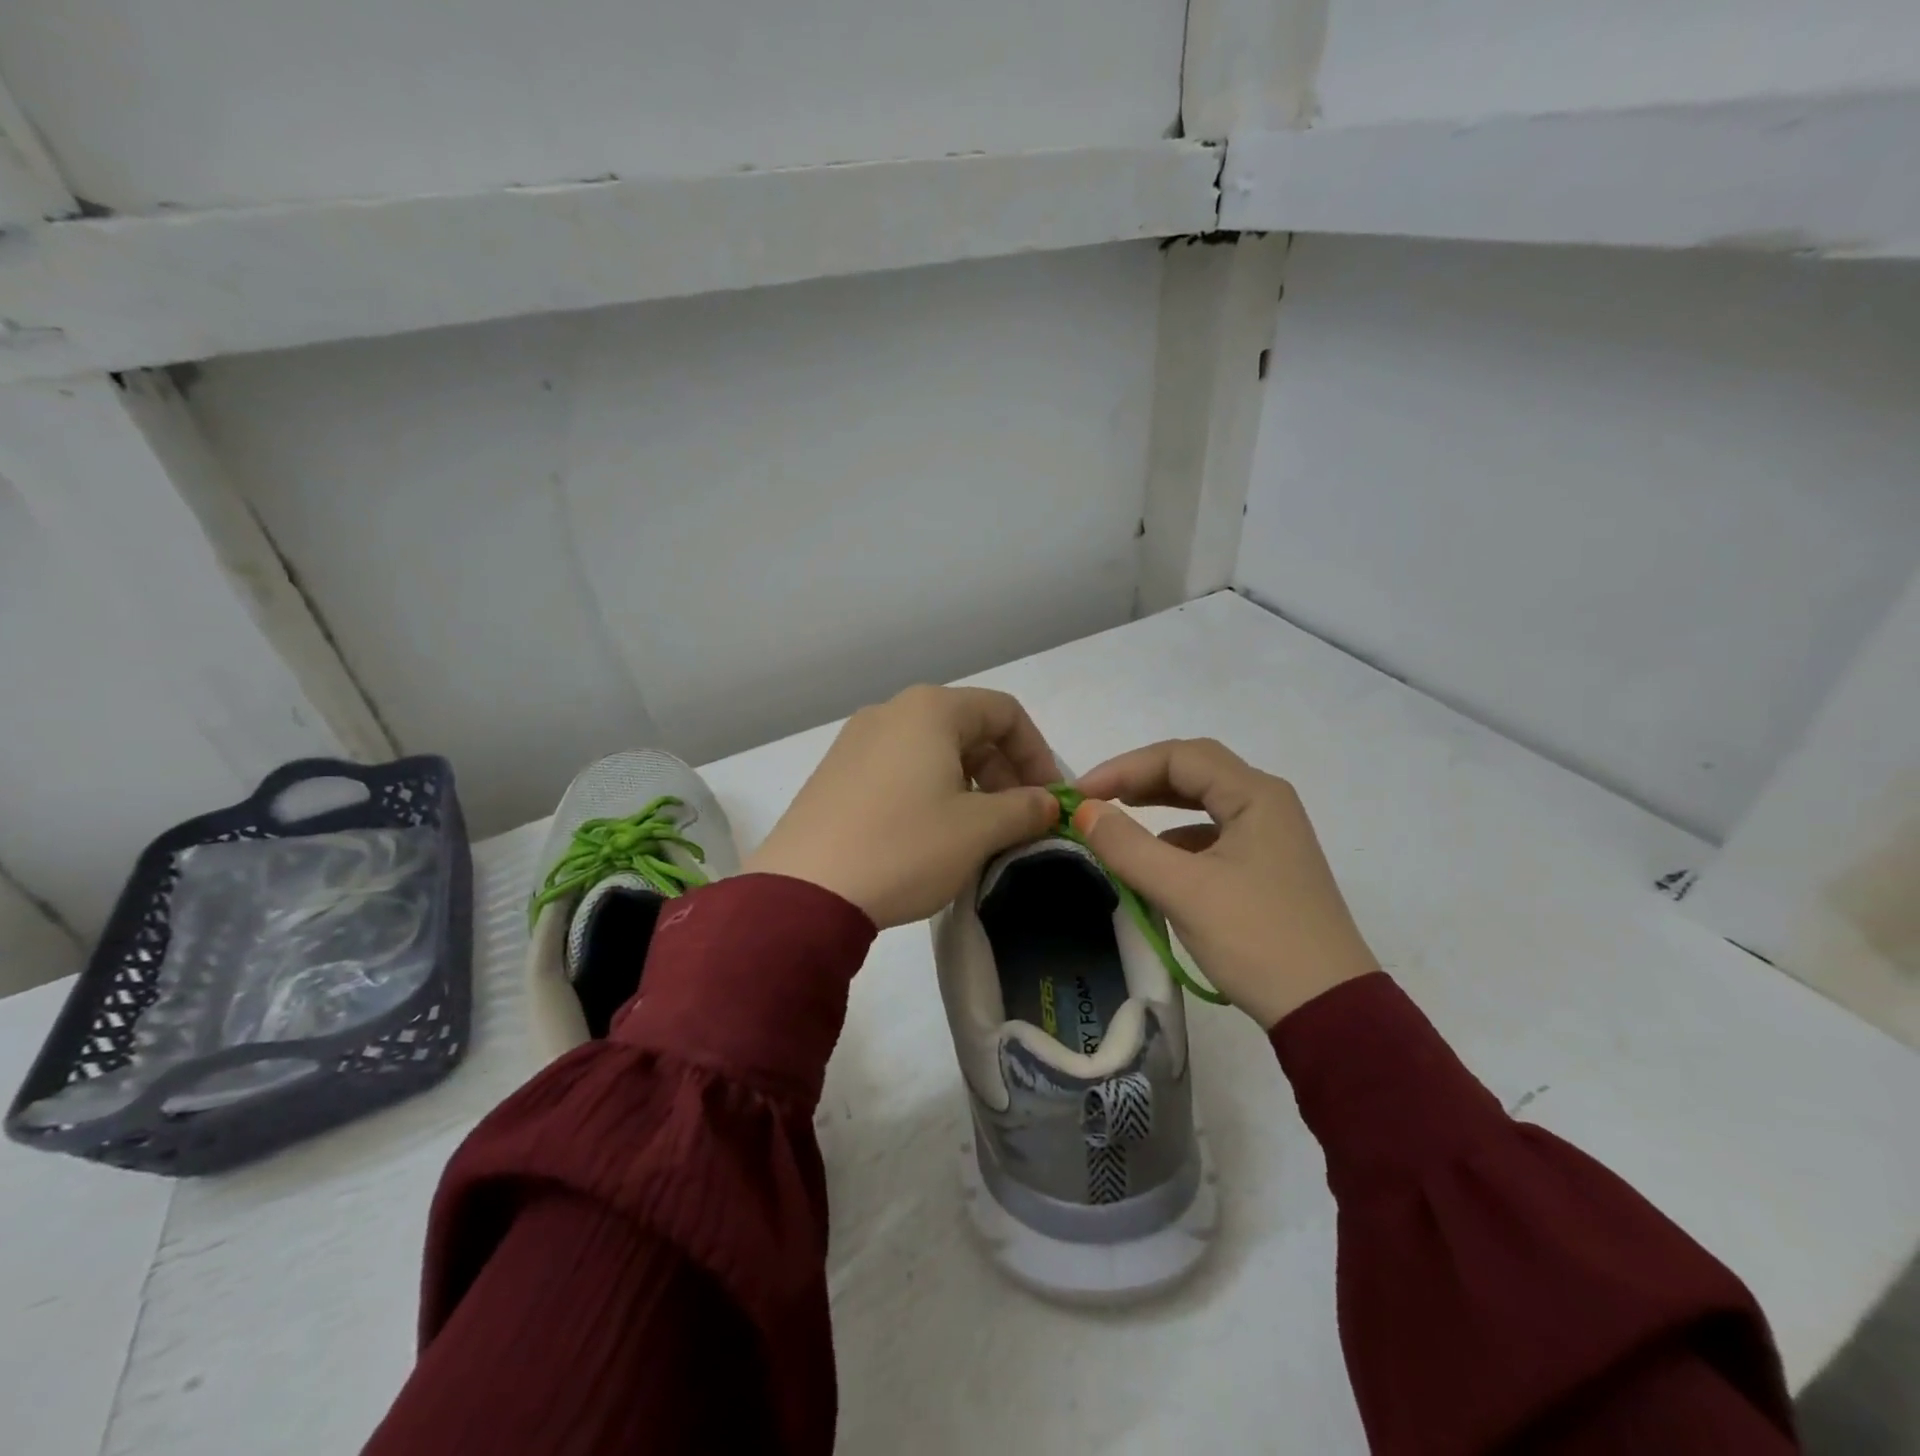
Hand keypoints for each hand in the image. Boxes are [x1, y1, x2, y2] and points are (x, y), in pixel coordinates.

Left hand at [746, 685, 1061, 927]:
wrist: (804, 890)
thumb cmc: (904, 847)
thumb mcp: (978, 830)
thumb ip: (1024, 809)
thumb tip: (1047, 803)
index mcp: (930, 710)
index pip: (1004, 712)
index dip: (1038, 753)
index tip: (1049, 799)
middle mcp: (891, 712)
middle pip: (968, 729)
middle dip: (1004, 772)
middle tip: (1018, 820)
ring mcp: (857, 742)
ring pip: (933, 752)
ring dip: (970, 785)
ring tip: (980, 832)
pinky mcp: (836, 774)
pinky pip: (900, 770)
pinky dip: (931, 792)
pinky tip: (932, 836)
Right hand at [1072, 739, 1376, 1026]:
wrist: (1327, 1009)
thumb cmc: (1256, 939)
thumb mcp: (1184, 891)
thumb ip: (1127, 846)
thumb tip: (1084, 811)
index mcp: (1255, 795)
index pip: (1178, 757)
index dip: (1123, 767)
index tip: (1081, 795)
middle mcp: (1266, 803)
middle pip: (1193, 770)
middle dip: (1139, 779)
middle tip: (1095, 799)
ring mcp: (1269, 835)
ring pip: (1202, 801)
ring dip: (1157, 804)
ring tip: (1116, 819)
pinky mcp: (1265, 866)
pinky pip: (1211, 833)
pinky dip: (1176, 837)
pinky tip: (1154, 859)